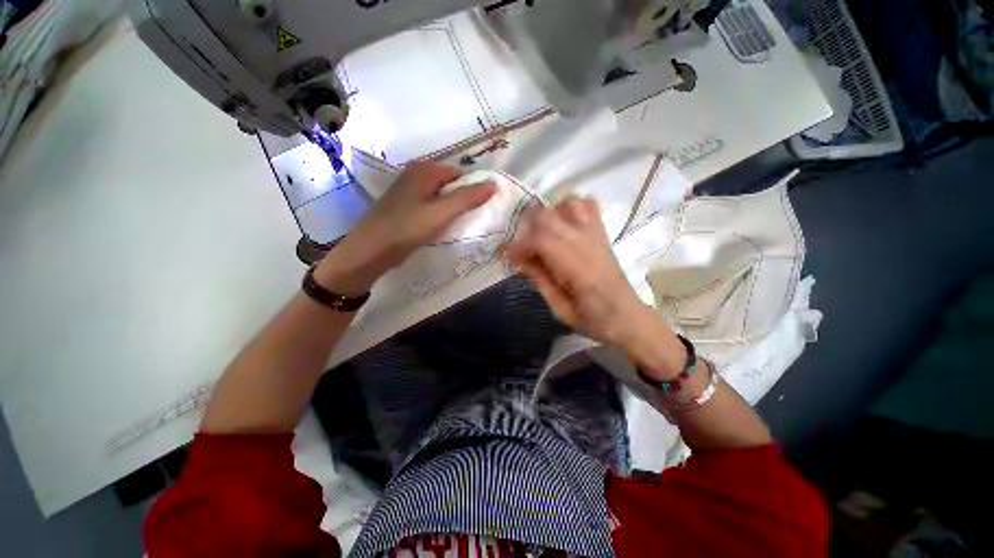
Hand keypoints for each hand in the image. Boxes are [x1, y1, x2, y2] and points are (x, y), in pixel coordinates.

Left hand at [315, 162, 495, 294]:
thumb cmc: (408, 228)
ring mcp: (408, 191)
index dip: (472, 188)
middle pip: (449, 183)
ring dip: (451, 208)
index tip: (480, 208)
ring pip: (440, 196)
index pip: (459, 173)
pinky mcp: (405, 206)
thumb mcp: (442, 212)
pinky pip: (430, 205)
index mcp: (424, 170)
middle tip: (471, 218)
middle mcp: (415, 174)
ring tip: (458, 225)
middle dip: (462, 199)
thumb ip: (468, 197)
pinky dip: (439, 214)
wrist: (372, 250)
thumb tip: (494, 183)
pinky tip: (442, 227)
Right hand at [506, 196, 652, 346]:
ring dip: (549, 214)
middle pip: (548, 216)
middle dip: (527, 227)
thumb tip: (519, 259)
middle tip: (522, 246)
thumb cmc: (590, 318)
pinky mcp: (602, 232)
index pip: (540, 240)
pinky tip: (564, 223)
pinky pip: (588, 205)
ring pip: (568, 203)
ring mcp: (596, 233)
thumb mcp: (558, 307)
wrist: (625, 315)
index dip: (519, 246)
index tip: (509, 258)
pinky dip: (571, 207)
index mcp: (575, 267)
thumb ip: (539, 279)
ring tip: (542, 232)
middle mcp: (585, 243)